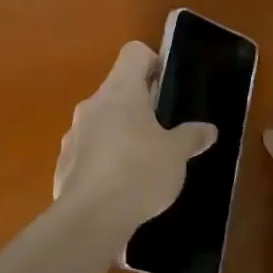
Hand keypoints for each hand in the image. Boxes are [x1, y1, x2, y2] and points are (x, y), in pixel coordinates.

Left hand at [54, 42, 217, 236]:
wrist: (90, 219)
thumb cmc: (139, 172)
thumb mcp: (176, 155)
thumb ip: (191, 138)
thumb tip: (208, 129)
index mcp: (121, 90)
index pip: (134, 53)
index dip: (153, 63)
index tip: (166, 88)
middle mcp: (93, 103)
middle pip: (117, 88)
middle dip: (139, 105)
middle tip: (162, 130)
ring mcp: (74, 132)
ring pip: (101, 120)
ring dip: (120, 132)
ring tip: (142, 162)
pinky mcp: (64, 162)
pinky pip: (88, 150)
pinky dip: (103, 159)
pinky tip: (119, 187)